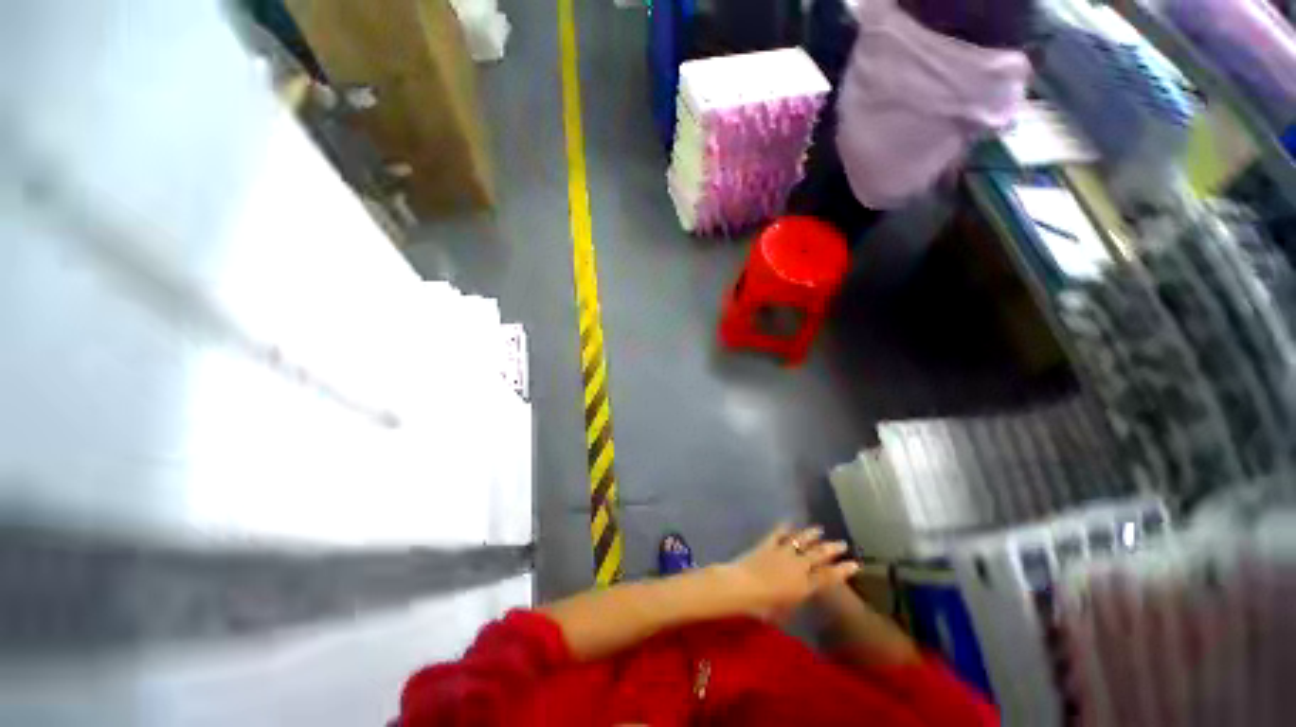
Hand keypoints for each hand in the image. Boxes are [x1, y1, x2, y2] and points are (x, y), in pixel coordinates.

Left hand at [720, 524, 859, 620]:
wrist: (743, 586)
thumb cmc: (764, 606)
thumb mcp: (785, 610)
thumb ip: (796, 599)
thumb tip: (800, 594)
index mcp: (805, 585)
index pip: (828, 577)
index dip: (842, 570)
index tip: (855, 564)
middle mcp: (798, 566)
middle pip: (818, 555)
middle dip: (832, 549)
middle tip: (842, 543)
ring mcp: (783, 552)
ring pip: (801, 540)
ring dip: (811, 534)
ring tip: (819, 529)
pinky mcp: (768, 543)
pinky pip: (778, 533)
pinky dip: (784, 527)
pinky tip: (789, 521)